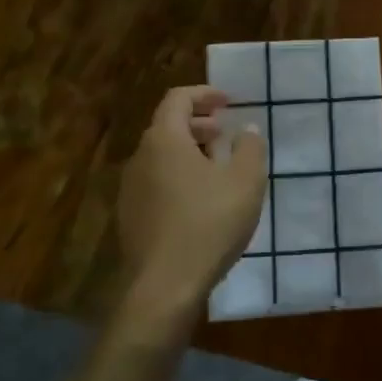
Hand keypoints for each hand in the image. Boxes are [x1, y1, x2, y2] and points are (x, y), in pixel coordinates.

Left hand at [117, 86, 266, 317]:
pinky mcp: (131, 217)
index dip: (204, 94)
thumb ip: (250, 148)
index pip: (177, 99)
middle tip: (226, 134)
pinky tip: (202, 202)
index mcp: (164, 140)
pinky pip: (157, 182)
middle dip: (199, 124)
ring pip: (162, 156)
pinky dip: (179, 177)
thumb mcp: (245, 182)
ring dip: (190, 152)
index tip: (229, 102)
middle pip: (167, 126)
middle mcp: (141, 158)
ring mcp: (131, 189)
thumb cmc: (209, 223)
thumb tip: (247, 129)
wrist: (165, 286)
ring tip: (219, 169)